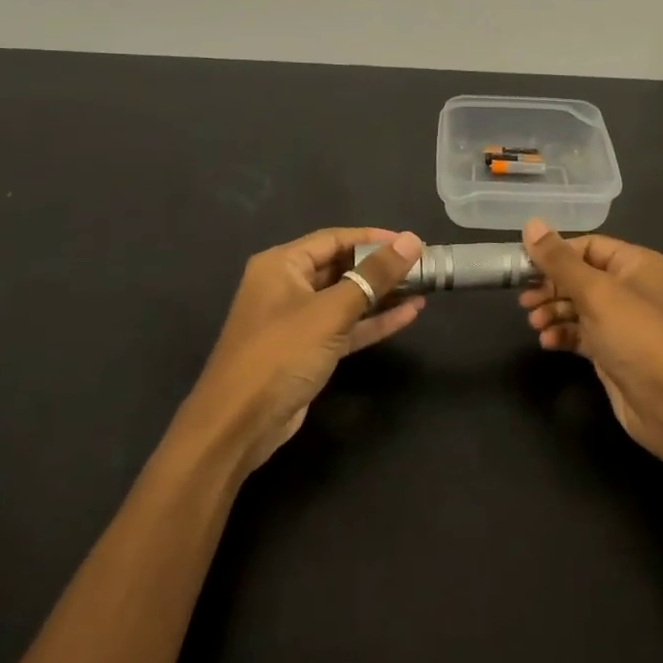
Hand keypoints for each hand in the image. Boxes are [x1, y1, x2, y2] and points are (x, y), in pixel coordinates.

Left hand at [183, 228, 424, 475]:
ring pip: (347, 298)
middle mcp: (286, 286)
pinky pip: (346, 327)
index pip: (335, 239)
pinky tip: (408, 315)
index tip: (412, 243)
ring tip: (423, 289)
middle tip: (423, 267)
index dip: (375, 239)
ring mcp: (297, 320)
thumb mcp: (332, 311)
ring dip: (382, 295)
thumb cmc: (281, 354)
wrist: (239, 423)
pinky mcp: (307, 350)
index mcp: (281, 265)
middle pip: (341, 267)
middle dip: (381, 268)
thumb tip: (411, 240)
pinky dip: (373, 321)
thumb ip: (374, 275)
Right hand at [519, 221, 662, 460]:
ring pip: (579, 307)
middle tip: (524, 302)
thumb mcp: (596, 293)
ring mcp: (624, 322)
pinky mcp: (614, 351)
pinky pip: (582, 333)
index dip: (556, 254)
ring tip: (534, 324)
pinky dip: (563, 334)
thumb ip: (559, 260)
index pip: (589, 246)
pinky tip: (548, 342)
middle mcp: (633, 288)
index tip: (523, 266)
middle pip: (581, 277)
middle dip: (551, 287)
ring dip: (553, 312)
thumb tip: (530, 223)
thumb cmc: (637, 337)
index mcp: (637, 264)